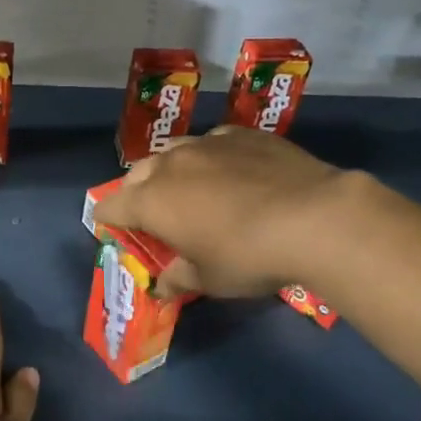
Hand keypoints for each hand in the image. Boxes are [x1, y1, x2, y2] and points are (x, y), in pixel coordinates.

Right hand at [92, 127, 342, 297]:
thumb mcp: (209, 279)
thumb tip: (162, 287)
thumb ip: (178, 278)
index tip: (115, 230)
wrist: (313, 217)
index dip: (108, 220)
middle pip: (137, 174)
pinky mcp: (241, 134)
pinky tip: (232, 172)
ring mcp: (206, 143)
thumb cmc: (248, 256)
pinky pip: (213, 143)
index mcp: (150, 201)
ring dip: (172, 171)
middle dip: (137, 192)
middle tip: (154, 214)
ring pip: (173, 151)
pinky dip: (212, 158)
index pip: (110, 206)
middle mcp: (170, 165)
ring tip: (190, 188)